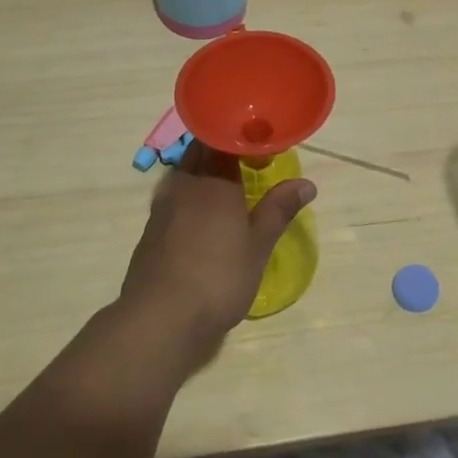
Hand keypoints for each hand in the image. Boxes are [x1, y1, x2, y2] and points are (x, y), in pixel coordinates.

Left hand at [117, 142, 315, 368]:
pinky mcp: (151, 230)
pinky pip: (174, 200)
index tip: (262, 147)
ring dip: (205, 175)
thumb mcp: (258, 245)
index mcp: (212, 180)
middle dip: (223, 153)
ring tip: (230, 191)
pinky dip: (191, 200)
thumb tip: (306, 183)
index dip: (243, 138)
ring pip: (185, 176)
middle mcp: (183, 184)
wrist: (160, 319)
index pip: (223, 139)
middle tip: (250, 166)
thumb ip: (279, 209)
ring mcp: (162, 207)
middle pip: (200, 153)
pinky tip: (205, 221)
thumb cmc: (218, 277)